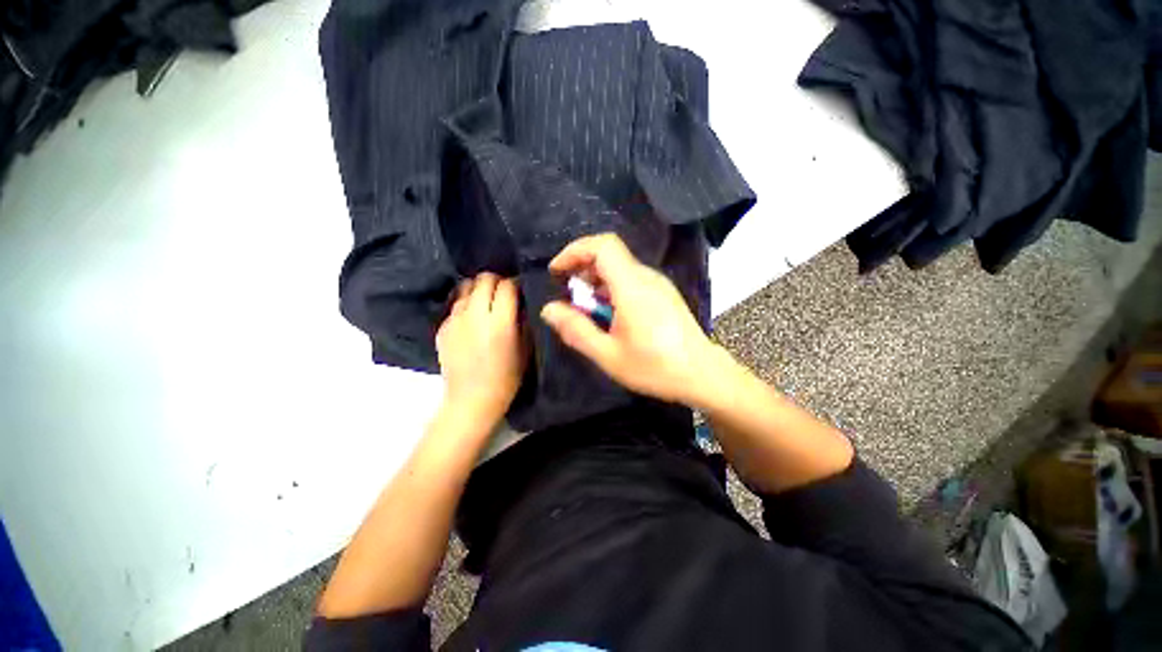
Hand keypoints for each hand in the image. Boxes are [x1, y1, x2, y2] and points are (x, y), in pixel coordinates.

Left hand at [436, 273, 527, 426]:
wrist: (471, 399)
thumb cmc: (506, 377)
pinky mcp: (442, 327)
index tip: (520, 290)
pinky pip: (455, 305)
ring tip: (486, 302)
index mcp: (500, 322)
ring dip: (479, 290)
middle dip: (497, 281)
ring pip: (466, 287)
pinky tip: (472, 319)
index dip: (515, 284)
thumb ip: (524, 321)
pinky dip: (466, 305)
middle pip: (484, 279)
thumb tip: (522, 301)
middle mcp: (475, 315)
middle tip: (503, 293)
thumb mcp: (525, 349)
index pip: (507, 285)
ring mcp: (455, 320)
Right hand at [540, 233, 720, 404]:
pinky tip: (609, 313)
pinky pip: (631, 278)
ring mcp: (658, 284)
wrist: (702, 374)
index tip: (557, 272)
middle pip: (609, 254)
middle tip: (568, 293)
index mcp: (632, 287)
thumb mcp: (608, 355)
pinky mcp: (663, 293)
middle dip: (581, 267)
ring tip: (586, 307)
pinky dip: (611, 287)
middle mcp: (647, 277)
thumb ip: (576, 330)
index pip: (603, 245)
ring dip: (596, 279)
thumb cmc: (655, 367)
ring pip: (620, 267)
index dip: (575, 251)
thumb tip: (549, 309)